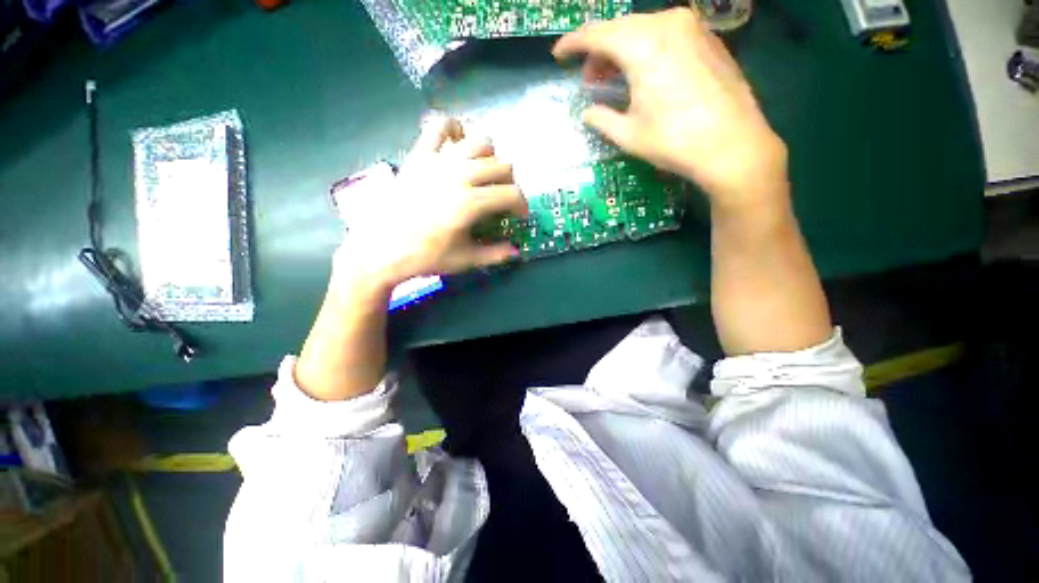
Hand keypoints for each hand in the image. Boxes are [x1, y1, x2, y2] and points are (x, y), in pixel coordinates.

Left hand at [335, 116, 528, 288]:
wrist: (382, 249)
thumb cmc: (425, 256)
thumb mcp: (466, 260)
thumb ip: (496, 254)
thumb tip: (516, 250)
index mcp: (471, 203)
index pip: (512, 194)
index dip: (522, 205)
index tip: (519, 216)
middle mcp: (459, 175)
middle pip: (502, 166)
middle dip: (509, 184)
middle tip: (501, 200)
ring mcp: (438, 161)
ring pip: (480, 142)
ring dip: (490, 158)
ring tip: (484, 174)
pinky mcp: (419, 155)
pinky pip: (440, 126)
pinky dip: (455, 130)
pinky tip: (458, 146)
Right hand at [553, 8, 787, 210]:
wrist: (733, 144)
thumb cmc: (674, 141)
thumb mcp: (628, 135)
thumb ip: (601, 119)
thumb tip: (588, 112)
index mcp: (643, 45)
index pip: (596, 35)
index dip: (572, 44)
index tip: (558, 56)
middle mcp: (667, 24)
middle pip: (620, 29)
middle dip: (598, 51)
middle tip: (589, 79)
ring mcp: (692, 27)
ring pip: (643, 29)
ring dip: (622, 50)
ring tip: (613, 78)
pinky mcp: (707, 38)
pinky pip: (665, 34)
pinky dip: (646, 49)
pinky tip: (642, 72)